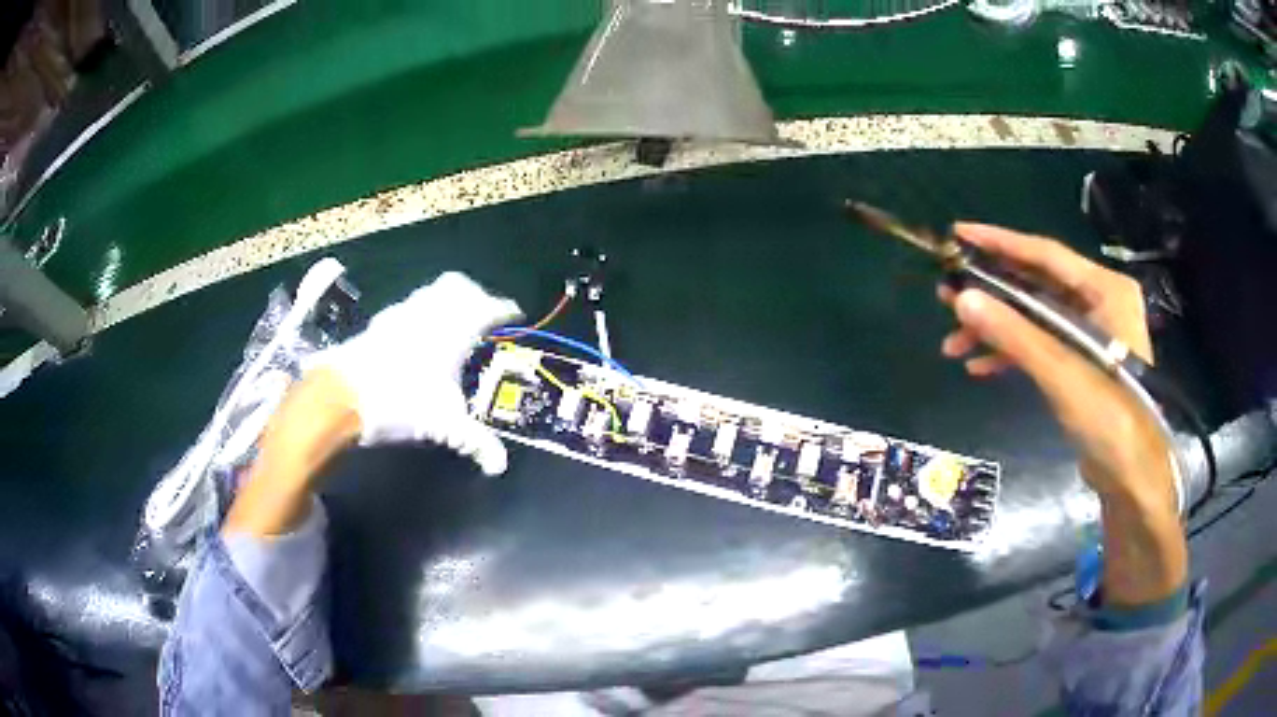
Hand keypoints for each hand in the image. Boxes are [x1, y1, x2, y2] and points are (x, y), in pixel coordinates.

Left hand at [308, 272, 521, 474]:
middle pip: (461, 287)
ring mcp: (403, 312)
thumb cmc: (403, 401)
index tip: (515, 315)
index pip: (491, 306)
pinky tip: (417, 339)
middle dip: (476, 296)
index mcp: (457, 327)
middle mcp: (432, 311)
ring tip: (451, 327)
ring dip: (446, 303)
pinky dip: (421, 315)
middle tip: (483, 317)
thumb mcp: (445, 425)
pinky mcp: (381, 322)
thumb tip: (499, 465)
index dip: (505, 309)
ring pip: (432, 293)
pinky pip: (409, 307)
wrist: (344, 393)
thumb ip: (476, 441)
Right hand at [938, 224, 1185, 606]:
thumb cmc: (1109, 417)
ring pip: (1034, 318)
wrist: (1131, 476)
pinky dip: (1012, 353)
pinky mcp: (1080, 361)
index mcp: (1104, 290)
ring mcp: (1089, 332)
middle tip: (947, 293)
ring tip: (954, 342)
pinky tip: (980, 366)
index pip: (1046, 255)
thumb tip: (962, 298)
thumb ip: (1014, 334)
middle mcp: (1098, 302)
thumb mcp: (1061, 372)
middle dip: (992, 294)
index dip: (1000, 243)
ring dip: (996, 330)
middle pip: (1036, 285)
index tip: (958, 234)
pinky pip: (1041, 344)